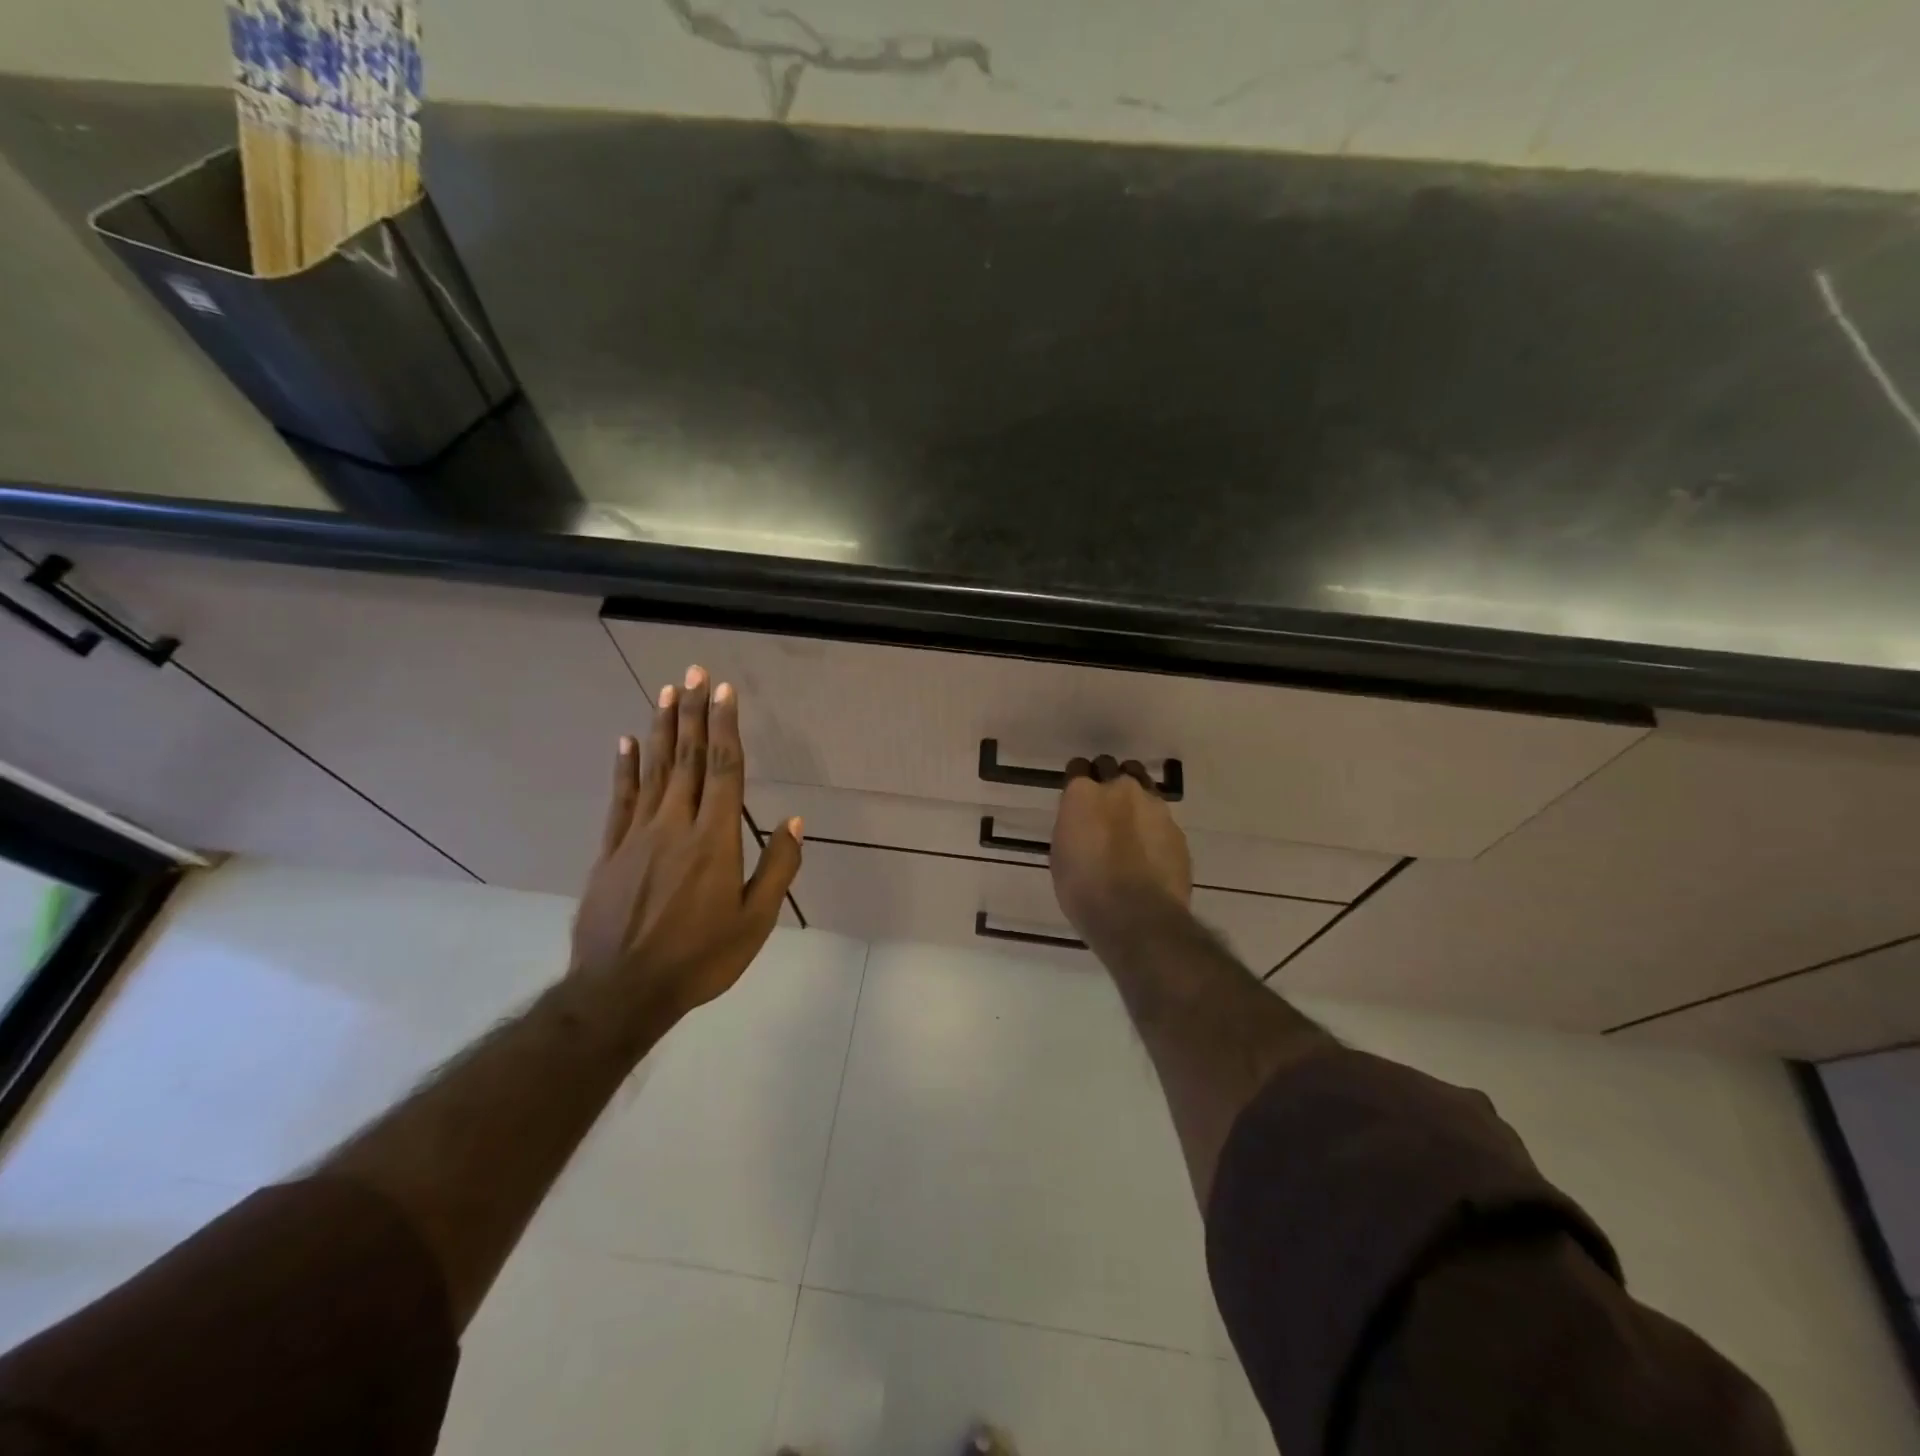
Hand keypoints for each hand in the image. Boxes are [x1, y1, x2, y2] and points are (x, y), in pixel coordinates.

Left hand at [568, 665, 802, 1024]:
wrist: (621, 991)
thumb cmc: (700, 958)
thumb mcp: (755, 921)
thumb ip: (777, 868)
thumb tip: (794, 822)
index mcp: (714, 840)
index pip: (723, 770)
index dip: (725, 727)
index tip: (725, 692)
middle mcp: (675, 825)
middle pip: (687, 759)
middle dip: (693, 713)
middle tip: (695, 674)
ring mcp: (637, 836)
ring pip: (654, 771)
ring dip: (662, 729)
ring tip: (666, 693)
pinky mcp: (610, 851)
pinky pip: (620, 800)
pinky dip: (625, 768)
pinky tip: (627, 742)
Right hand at [1049, 755, 1191, 944]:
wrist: (1137, 917)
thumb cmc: (1084, 890)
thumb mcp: (1061, 855)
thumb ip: (1073, 826)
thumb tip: (1083, 823)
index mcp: (1083, 793)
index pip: (1077, 767)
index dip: (1077, 781)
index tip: (1076, 797)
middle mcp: (1120, 788)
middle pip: (1112, 768)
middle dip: (1106, 780)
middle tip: (1103, 807)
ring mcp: (1154, 806)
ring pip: (1142, 785)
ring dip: (1133, 797)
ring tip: (1130, 823)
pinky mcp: (1177, 829)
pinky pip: (1161, 817)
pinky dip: (1153, 826)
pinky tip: (1149, 850)